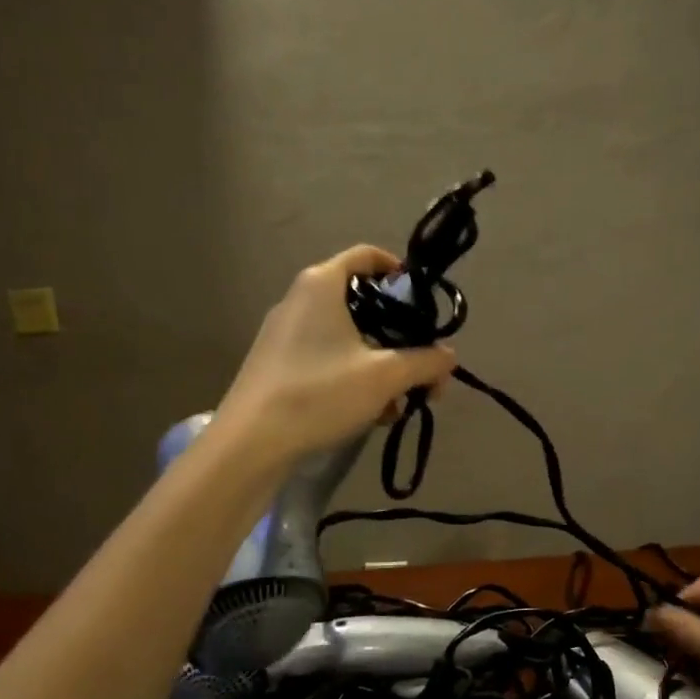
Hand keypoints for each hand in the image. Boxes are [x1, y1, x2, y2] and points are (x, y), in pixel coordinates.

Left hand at [216, 245, 455, 464]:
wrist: (250, 443)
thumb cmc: (320, 393)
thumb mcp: (385, 377)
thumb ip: (425, 362)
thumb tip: (449, 356)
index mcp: (322, 285)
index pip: (366, 255)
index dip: (399, 271)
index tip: (423, 301)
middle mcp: (300, 299)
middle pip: (362, 301)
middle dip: (399, 334)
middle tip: (421, 363)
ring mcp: (284, 333)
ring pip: (346, 335)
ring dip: (380, 362)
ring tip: (400, 400)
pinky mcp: (276, 364)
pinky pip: (326, 357)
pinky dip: (353, 375)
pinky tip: (370, 413)